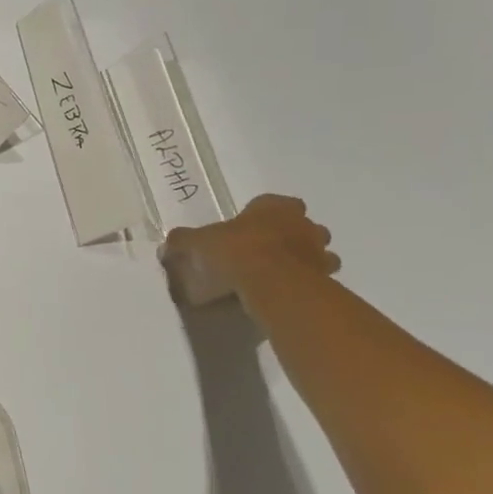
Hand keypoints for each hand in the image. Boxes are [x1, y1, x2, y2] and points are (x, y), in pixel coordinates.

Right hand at [162, 194, 339, 306]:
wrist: (272, 284)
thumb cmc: (235, 251)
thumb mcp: (196, 243)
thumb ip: (183, 242)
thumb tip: (166, 246)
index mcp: (275, 207)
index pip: (274, 202)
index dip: (261, 214)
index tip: (248, 227)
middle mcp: (303, 224)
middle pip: (302, 225)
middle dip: (290, 234)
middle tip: (266, 250)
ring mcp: (319, 252)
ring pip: (318, 252)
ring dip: (303, 259)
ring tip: (278, 273)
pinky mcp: (327, 280)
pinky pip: (318, 278)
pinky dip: (306, 283)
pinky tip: (285, 292)